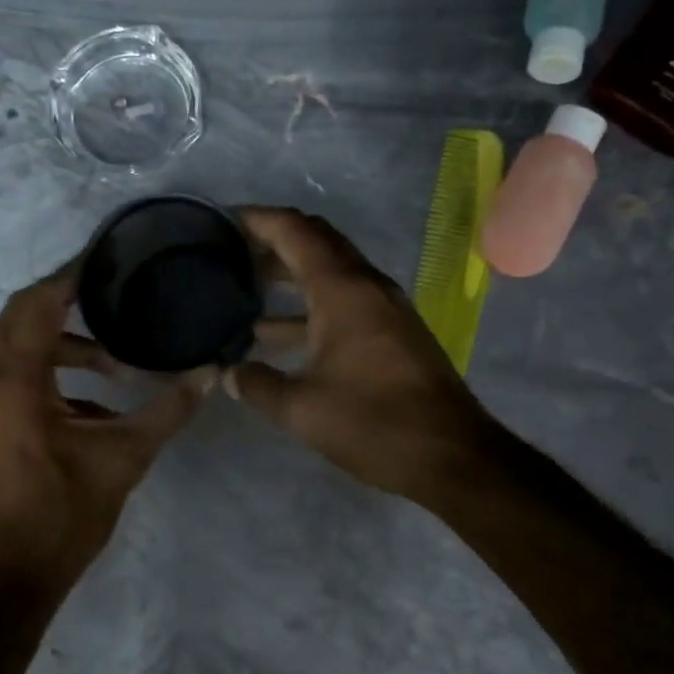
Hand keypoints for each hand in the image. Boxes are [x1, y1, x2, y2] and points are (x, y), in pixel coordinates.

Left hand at [0, 262, 209, 593]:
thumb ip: (167, 410)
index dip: (71, 276)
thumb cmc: (61, 516)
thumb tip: (211, 372)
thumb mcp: (123, 458)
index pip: (37, 303)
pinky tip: (96, 399)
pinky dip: (53, 372)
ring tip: (118, 360)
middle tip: (115, 291)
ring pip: (18, 348)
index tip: (107, 256)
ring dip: (64, 343)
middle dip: (66, 300)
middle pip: (21, 316)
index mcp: (12, 381)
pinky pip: (16, 376)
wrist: (7, 581)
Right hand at [226, 208, 502, 507]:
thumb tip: (228, 374)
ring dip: (292, 273)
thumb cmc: (373, 423)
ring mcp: (385, 306)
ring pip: (332, 270)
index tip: (222, 221)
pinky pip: (346, 297)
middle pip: (317, 240)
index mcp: (342, 289)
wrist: (451, 454)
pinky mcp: (394, 330)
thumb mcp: (302, 409)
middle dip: (274, 240)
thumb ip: (258, 385)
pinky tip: (281, 333)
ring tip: (247, 288)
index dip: (258, 219)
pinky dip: (312, 303)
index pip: (295, 231)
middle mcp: (366, 284)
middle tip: (232, 251)